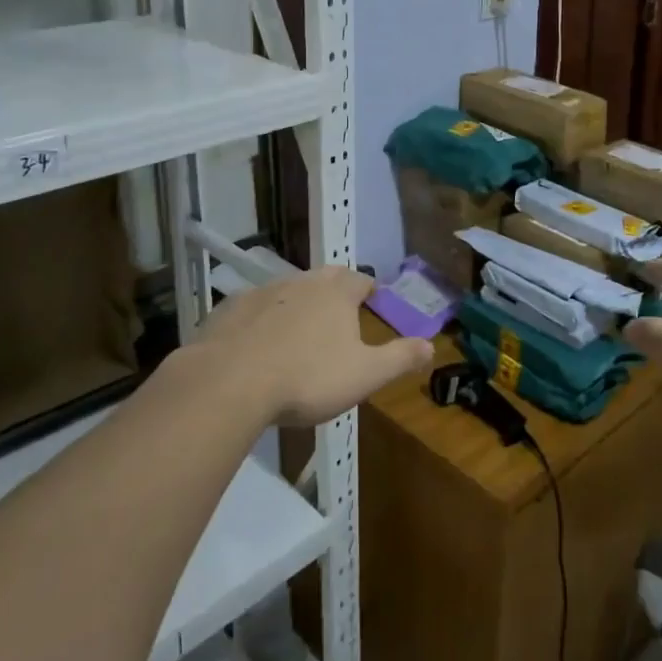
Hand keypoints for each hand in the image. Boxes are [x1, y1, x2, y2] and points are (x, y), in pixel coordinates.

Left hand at [194, 266, 431, 425]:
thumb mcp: (364, 375)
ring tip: (299, 329)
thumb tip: (431, 345)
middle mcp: (301, 283)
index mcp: (336, 294)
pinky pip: (253, 309)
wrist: (230, 382)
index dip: (368, 289)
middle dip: (334, 290)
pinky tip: (257, 343)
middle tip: (338, 310)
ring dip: (297, 304)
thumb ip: (399, 358)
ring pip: (287, 290)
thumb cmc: (307, 377)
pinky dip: (261, 320)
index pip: (359, 280)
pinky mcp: (229, 310)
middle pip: (324, 278)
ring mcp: (262, 293)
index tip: (371, 297)